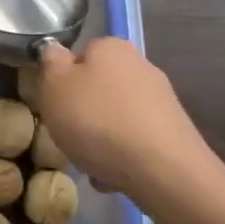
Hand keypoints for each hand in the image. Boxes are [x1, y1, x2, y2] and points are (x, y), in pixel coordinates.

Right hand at [37, 38, 223, 204]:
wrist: (163, 171)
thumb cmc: (98, 121)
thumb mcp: (55, 87)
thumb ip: (50, 63)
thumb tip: (55, 50)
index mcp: (111, 47)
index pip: (78, 56)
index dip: (61, 80)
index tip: (54, 104)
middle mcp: (140, 66)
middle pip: (98, 87)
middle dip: (83, 112)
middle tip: (67, 134)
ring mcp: (162, 100)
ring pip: (116, 116)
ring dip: (100, 136)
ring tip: (90, 162)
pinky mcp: (174, 132)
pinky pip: (135, 140)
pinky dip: (122, 154)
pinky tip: (113, 176)